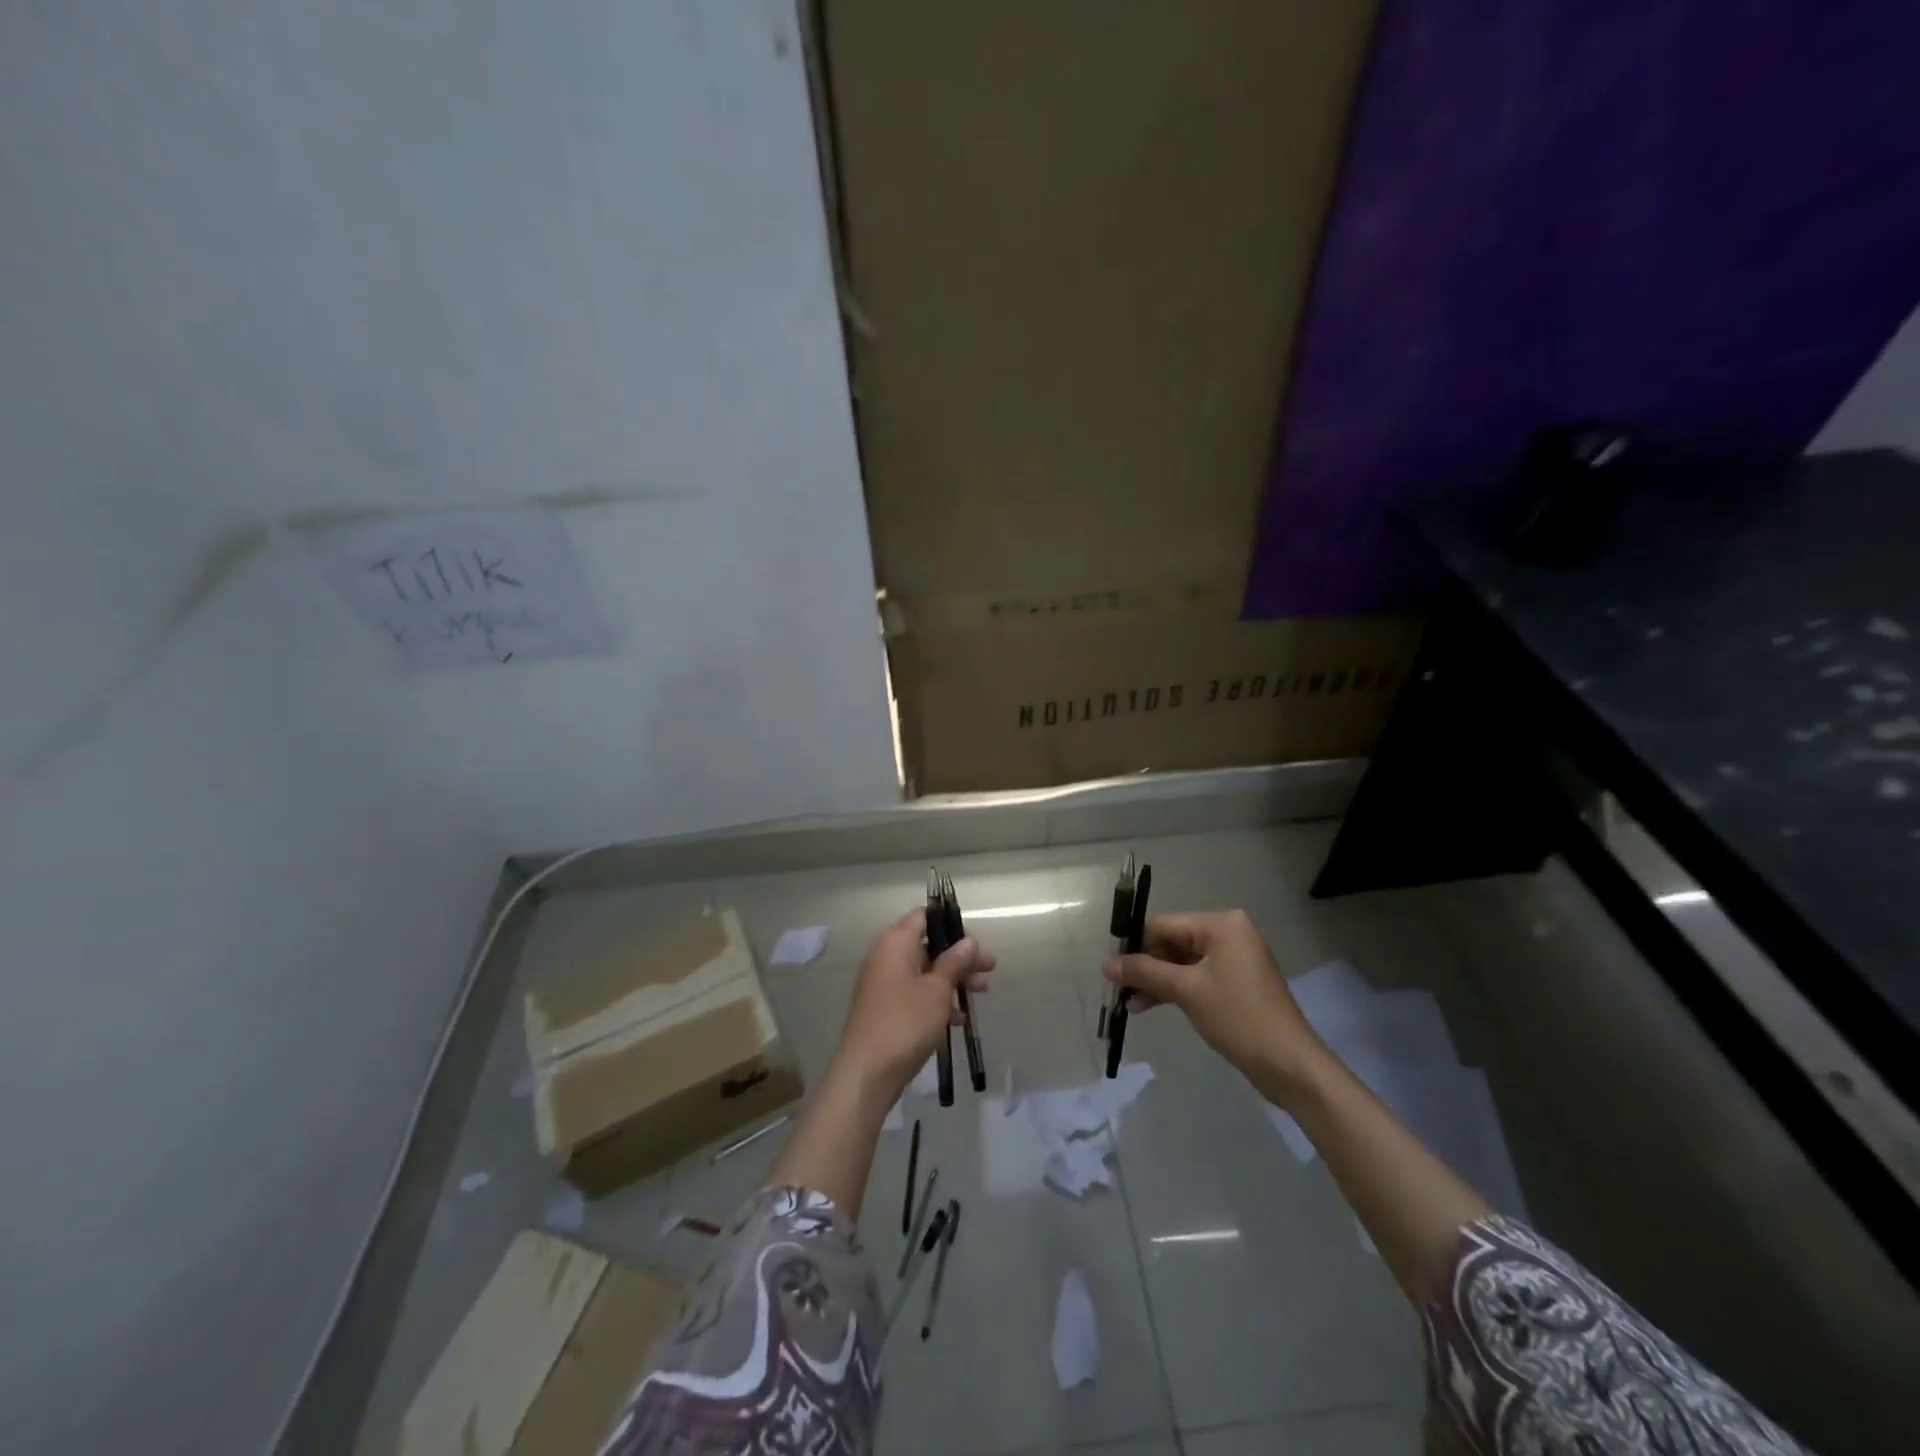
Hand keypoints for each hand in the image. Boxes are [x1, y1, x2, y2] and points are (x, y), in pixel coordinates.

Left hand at [834, 908, 994, 1101]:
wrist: (866, 1073)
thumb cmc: (905, 1022)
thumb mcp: (937, 990)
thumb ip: (954, 962)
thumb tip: (968, 941)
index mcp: (895, 943)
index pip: (924, 917)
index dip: (950, 925)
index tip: (975, 941)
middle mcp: (886, 957)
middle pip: (928, 946)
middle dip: (959, 957)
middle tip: (988, 970)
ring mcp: (883, 984)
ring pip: (924, 971)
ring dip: (952, 980)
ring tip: (980, 993)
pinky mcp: (885, 1008)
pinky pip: (915, 993)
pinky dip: (936, 1000)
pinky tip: (958, 1020)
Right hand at [1104, 910, 1325, 1103]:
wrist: (1290, 1065)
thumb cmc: (1238, 1018)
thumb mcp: (1186, 991)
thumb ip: (1145, 972)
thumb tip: (1106, 964)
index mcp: (1221, 924)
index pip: (1163, 924)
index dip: (1134, 944)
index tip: (1111, 968)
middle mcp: (1228, 934)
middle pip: (1172, 942)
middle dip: (1145, 966)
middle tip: (1117, 988)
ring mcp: (1234, 959)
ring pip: (1181, 962)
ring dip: (1156, 981)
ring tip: (1128, 1003)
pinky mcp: (1235, 984)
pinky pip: (1196, 978)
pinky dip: (1174, 990)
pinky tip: (1148, 1005)